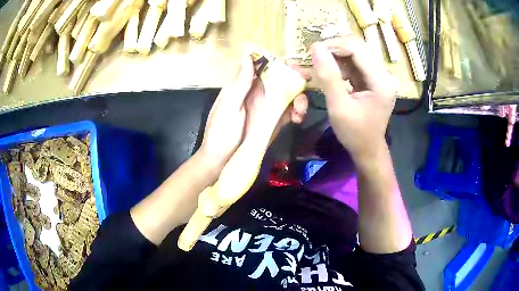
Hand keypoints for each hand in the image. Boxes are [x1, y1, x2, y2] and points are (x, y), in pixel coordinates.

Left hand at [200, 54, 308, 171]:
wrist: (222, 162)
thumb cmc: (220, 134)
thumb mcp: (228, 107)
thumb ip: (240, 83)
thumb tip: (247, 55)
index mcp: (244, 86)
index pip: (263, 66)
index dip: (278, 62)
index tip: (292, 65)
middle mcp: (258, 93)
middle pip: (280, 79)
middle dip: (295, 78)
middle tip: (306, 81)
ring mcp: (267, 108)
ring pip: (289, 94)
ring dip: (299, 97)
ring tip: (300, 110)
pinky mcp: (274, 122)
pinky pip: (289, 111)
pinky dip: (297, 112)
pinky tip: (297, 118)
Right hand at [310, 36, 396, 161]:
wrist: (368, 149)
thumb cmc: (355, 133)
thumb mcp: (339, 107)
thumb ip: (328, 76)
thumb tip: (316, 48)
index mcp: (381, 81)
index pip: (357, 48)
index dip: (334, 45)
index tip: (312, 51)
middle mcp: (384, 74)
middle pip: (358, 48)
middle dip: (335, 50)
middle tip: (315, 58)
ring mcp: (381, 76)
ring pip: (356, 53)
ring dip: (337, 57)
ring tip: (323, 69)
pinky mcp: (375, 79)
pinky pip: (356, 63)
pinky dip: (342, 65)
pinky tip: (334, 75)